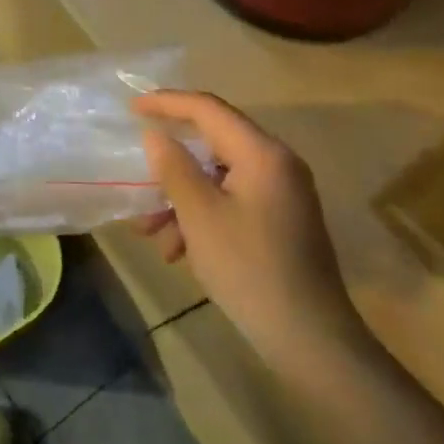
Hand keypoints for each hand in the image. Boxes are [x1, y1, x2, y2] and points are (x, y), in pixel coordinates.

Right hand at [131, 91, 355, 371]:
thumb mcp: (200, 216)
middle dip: (170, 167)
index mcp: (262, 153)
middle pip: (212, 145)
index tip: (131, 107)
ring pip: (219, 178)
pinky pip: (233, 201)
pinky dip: (203, 216)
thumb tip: (156, 136)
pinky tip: (180, 252)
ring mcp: (282, 194)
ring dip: (182, 199)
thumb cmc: (250, 270)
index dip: (167, 103)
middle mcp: (277, 164)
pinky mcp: (282, 221)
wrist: (311, 341)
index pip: (208, 108)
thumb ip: (174, 168)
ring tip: (152, 234)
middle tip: (138, 184)